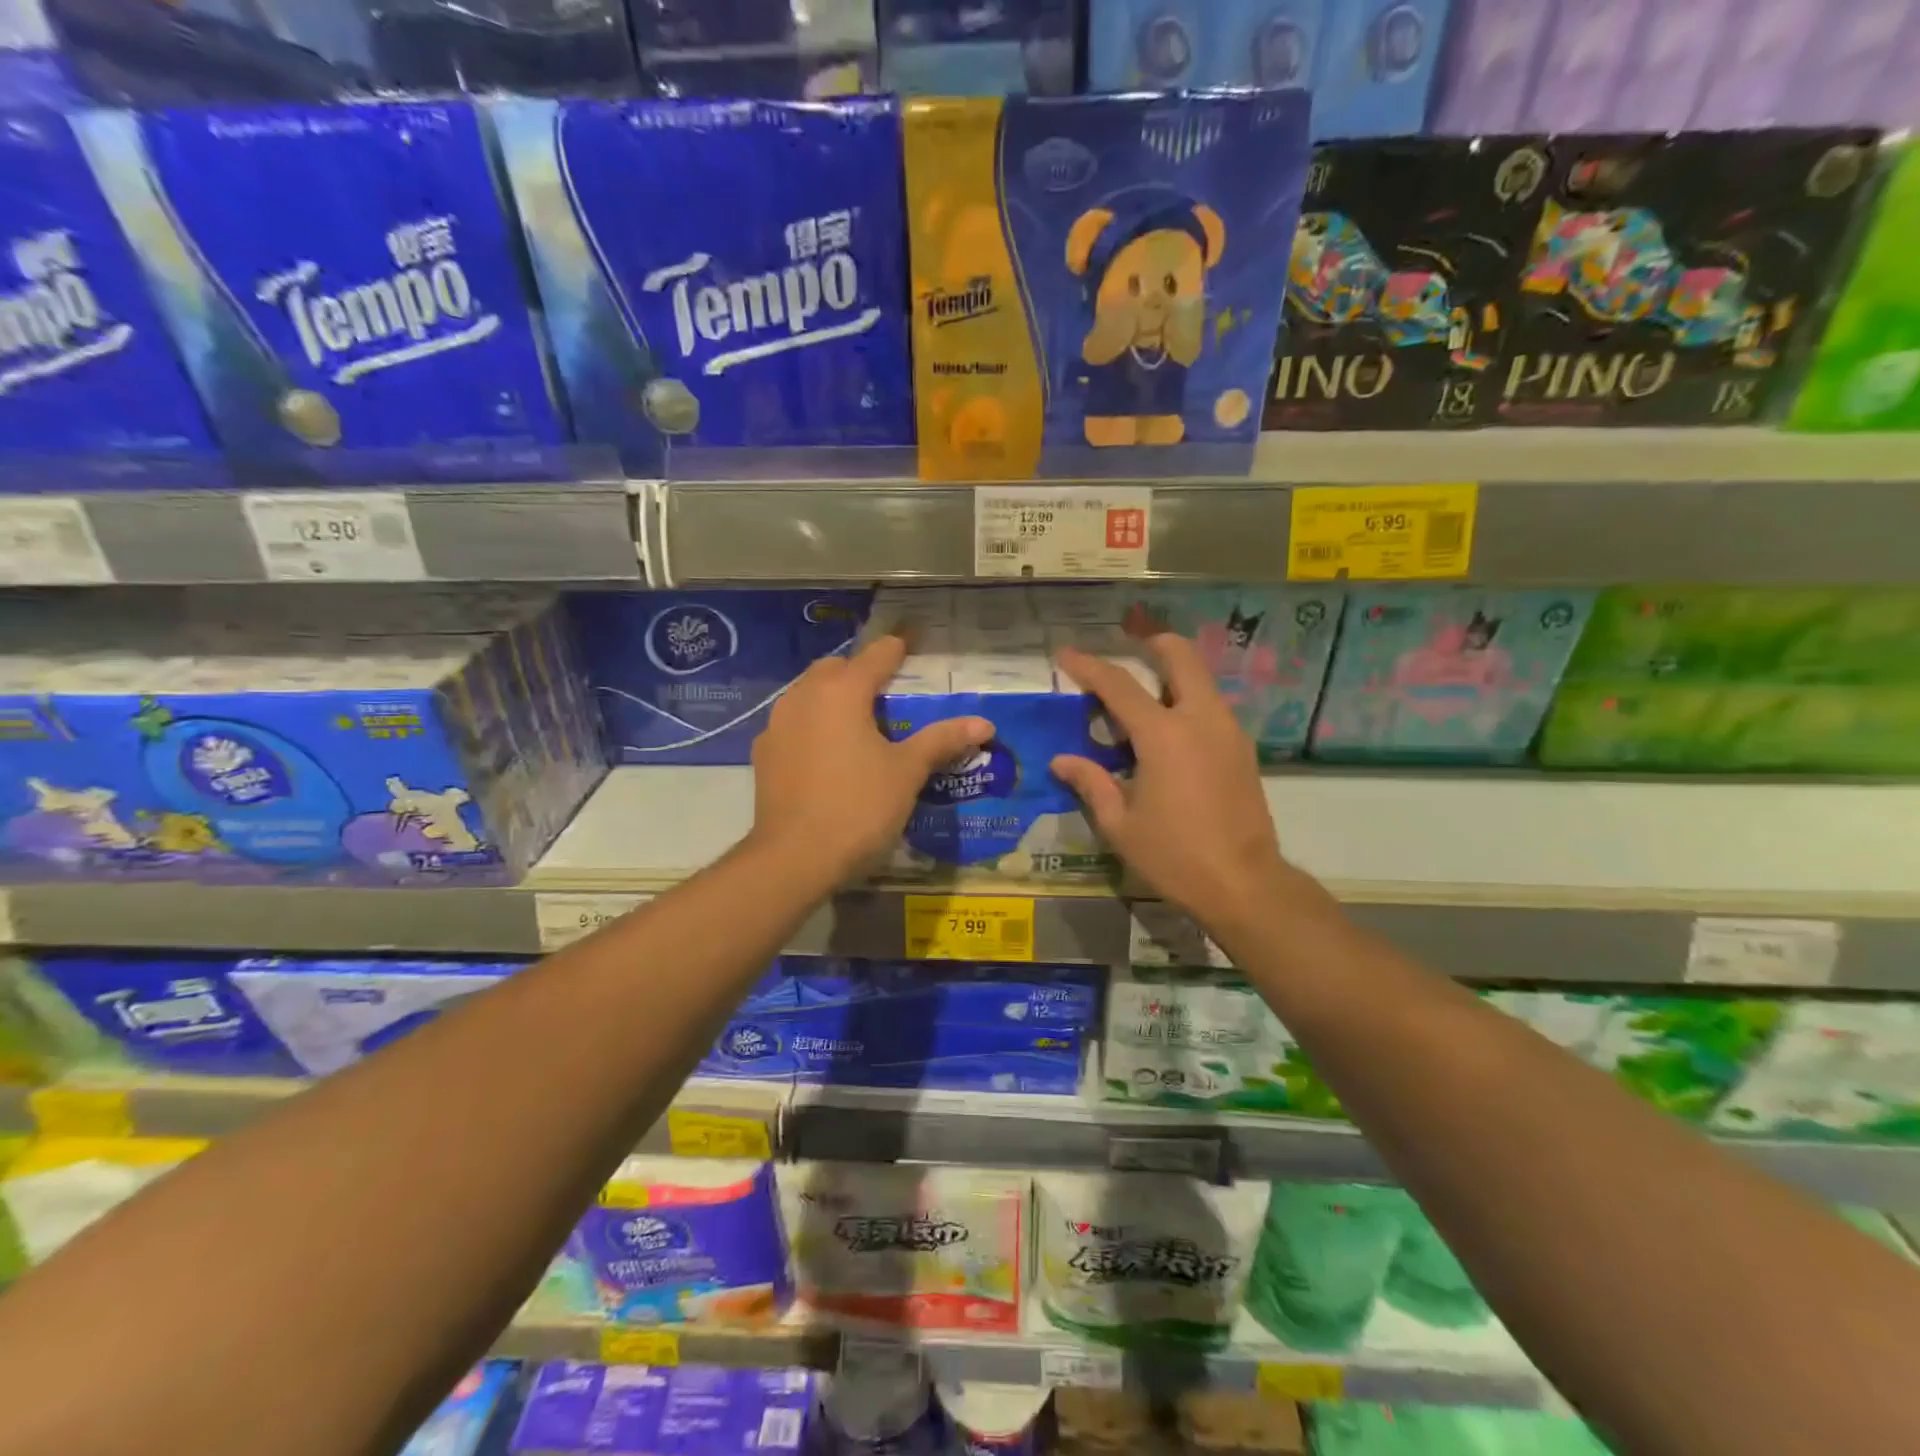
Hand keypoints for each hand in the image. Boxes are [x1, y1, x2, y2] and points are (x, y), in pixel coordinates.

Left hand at [750, 635, 992, 885]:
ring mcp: (777, 724)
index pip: (877, 655)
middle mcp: (804, 695)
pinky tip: (826, 754)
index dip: (898, 650)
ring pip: (808, 693)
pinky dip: (812, 725)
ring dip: (833, 697)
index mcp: (843, 691)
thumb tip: (984, 723)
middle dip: (861, 673)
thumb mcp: (907, 773)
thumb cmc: (859, 808)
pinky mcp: (764, 753)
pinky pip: (793, 723)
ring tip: (858, 724)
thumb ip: (942, 740)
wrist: (794, 859)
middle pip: (836, 668)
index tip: (912, 649)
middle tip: (888, 696)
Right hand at [1052, 634, 1323, 934]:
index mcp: (1163, 735)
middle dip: (1153, 643)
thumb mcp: (1120, 824)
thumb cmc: (1174, 855)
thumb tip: (1061, 760)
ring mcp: (1228, 731)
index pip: (1119, 685)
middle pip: (1181, 657)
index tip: (1067, 654)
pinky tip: (1168, 731)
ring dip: (1172, 674)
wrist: (1244, 884)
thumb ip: (1091, 783)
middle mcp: (1200, 719)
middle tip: (1128, 646)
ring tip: (1143, 694)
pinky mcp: (1242, 749)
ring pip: (1200, 680)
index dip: (1089, 666)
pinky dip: (1187, 700)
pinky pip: (1211, 707)